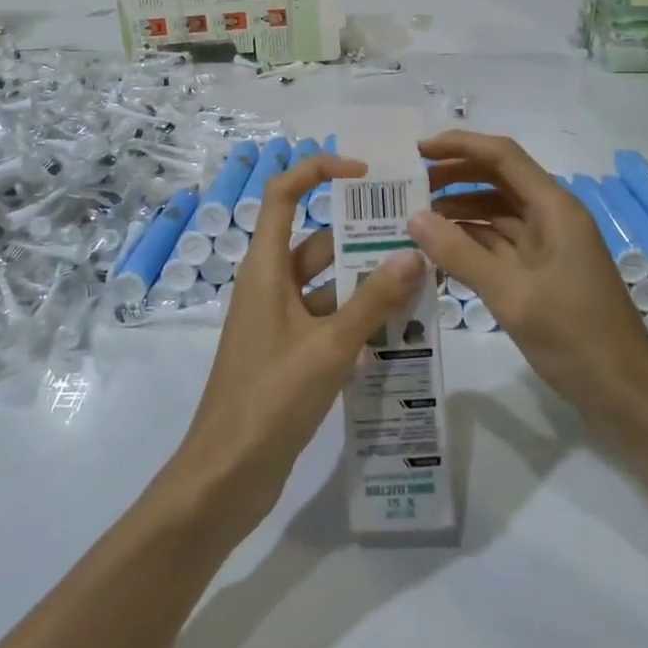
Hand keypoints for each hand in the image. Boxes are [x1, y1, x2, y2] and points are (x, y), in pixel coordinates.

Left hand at [163, 153, 423, 539]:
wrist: (226, 476)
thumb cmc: (270, 399)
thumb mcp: (329, 347)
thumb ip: (373, 301)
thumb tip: (414, 253)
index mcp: (266, 268)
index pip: (284, 194)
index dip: (318, 171)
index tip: (365, 173)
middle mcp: (270, 284)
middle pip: (317, 240)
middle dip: (362, 235)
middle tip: (416, 235)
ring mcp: (279, 320)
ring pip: (327, 283)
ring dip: (366, 281)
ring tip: (421, 281)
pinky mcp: (289, 352)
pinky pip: (328, 318)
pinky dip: (358, 317)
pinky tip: (401, 328)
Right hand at [409, 131, 647, 438]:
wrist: (627, 396)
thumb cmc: (576, 338)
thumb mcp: (512, 294)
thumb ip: (460, 254)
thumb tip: (413, 217)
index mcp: (554, 208)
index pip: (502, 156)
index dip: (459, 146)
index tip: (416, 150)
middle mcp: (551, 217)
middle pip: (498, 180)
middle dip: (454, 176)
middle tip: (408, 186)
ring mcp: (548, 246)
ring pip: (496, 213)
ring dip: (458, 211)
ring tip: (414, 217)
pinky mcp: (541, 273)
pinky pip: (499, 244)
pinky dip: (470, 242)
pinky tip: (439, 251)